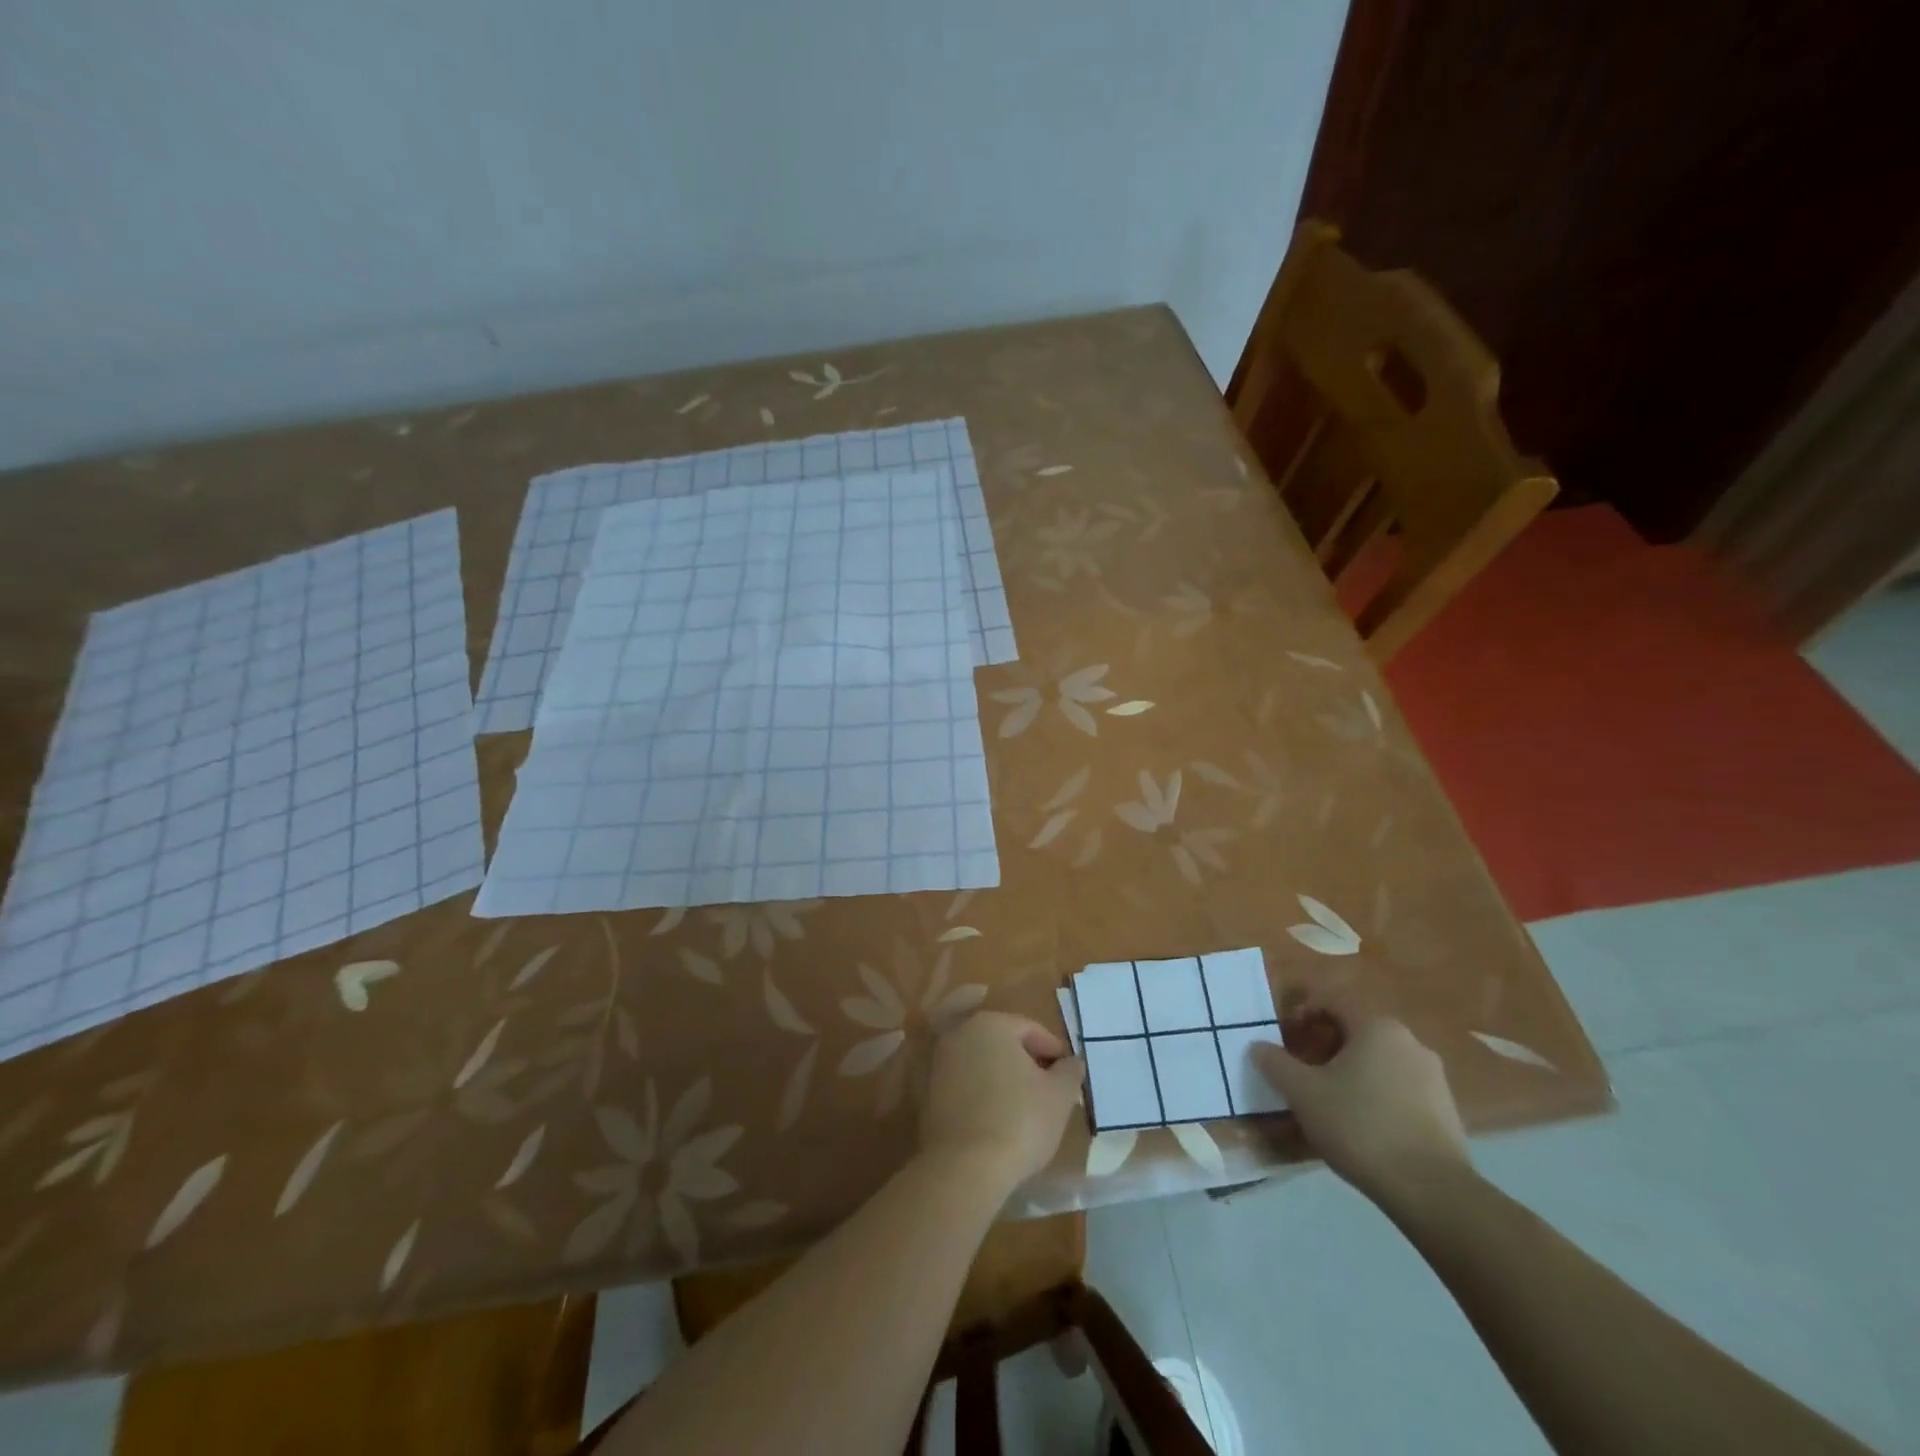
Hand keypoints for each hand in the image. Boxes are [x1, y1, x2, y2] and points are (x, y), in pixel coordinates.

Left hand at [920, 1011, 1084, 1191]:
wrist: (964, 1168)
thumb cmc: (1019, 1121)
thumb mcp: (1059, 1096)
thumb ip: (1069, 1071)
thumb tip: (1072, 1061)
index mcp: (992, 1024)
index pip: (1031, 1029)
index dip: (1054, 1051)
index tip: (1068, 1077)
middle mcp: (961, 1033)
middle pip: (1002, 1041)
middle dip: (1026, 1061)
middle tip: (1048, 1088)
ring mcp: (940, 1062)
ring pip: (981, 1061)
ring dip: (1002, 1076)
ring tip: (1024, 1105)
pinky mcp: (929, 1092)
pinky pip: (964, 1083)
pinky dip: (982, 1092)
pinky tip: (997, 1117)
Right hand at [1253, 991, 1471, 1209]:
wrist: (1431, 1191)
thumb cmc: (1359, 1126)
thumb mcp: (1302, 1093)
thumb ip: (1275, 1063)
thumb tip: (1258, 1047)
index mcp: (1377, 1027)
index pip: (1332, 1003)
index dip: (1302, 1015)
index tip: (1285, 1040)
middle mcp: (1410, 1042)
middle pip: (1355, 1031)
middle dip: (1324, 1045)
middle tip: (1302, 1071)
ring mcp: (1433, 1077)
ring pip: (1378, 1060)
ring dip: (1349, 1071)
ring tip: (1328, 1101)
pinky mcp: (1446, 1110)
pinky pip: (1399, 1088)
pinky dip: (1374, 1094)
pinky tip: (1361, 1124)